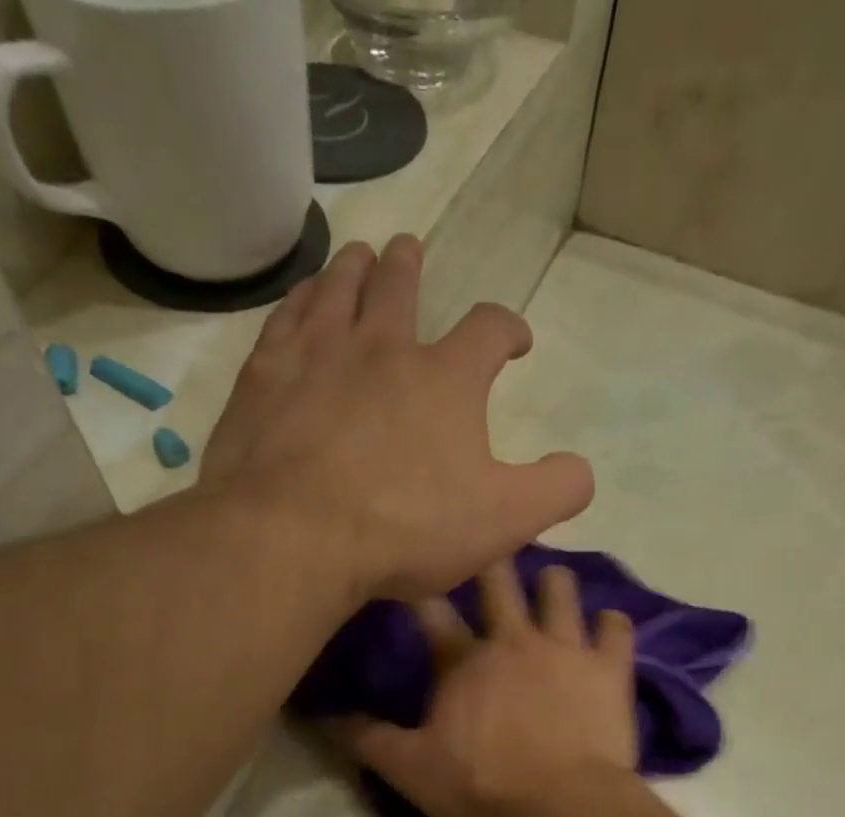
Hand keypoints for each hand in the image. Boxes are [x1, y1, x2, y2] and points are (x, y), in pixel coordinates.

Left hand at [201, 235, 594, 601]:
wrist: (296, 537)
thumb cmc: (407, 528)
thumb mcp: (504, 520)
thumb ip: (555, 490)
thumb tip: (580, 470)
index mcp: (446, 378)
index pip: (488, 331)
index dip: (507, 330)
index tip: (514, 340)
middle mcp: (382, 347)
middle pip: (400, 287)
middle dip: (410, 268)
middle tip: (409, 251)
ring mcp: (317, 355)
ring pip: (338, 290)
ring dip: (353, 269)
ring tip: (358, 255)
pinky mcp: (264, 377)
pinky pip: (285, 318)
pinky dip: (298, 300)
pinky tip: (300, 299)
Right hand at [340, 561, 639, 816]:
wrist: (563, 807)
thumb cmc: (483, 788)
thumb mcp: (410, 770)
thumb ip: (367, 739)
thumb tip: (323, 716)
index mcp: (463, 660)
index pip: (431, 610)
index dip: (420, 587)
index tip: (414, 568)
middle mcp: (514, 639)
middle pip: (499, 579)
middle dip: (489, 558)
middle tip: (487, 548)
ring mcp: (566, 648)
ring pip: (561, 589)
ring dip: (553, 583)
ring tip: (550, 585)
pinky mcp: (610, 668)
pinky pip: (617, 628)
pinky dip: (612, 624)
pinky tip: (607, 627)